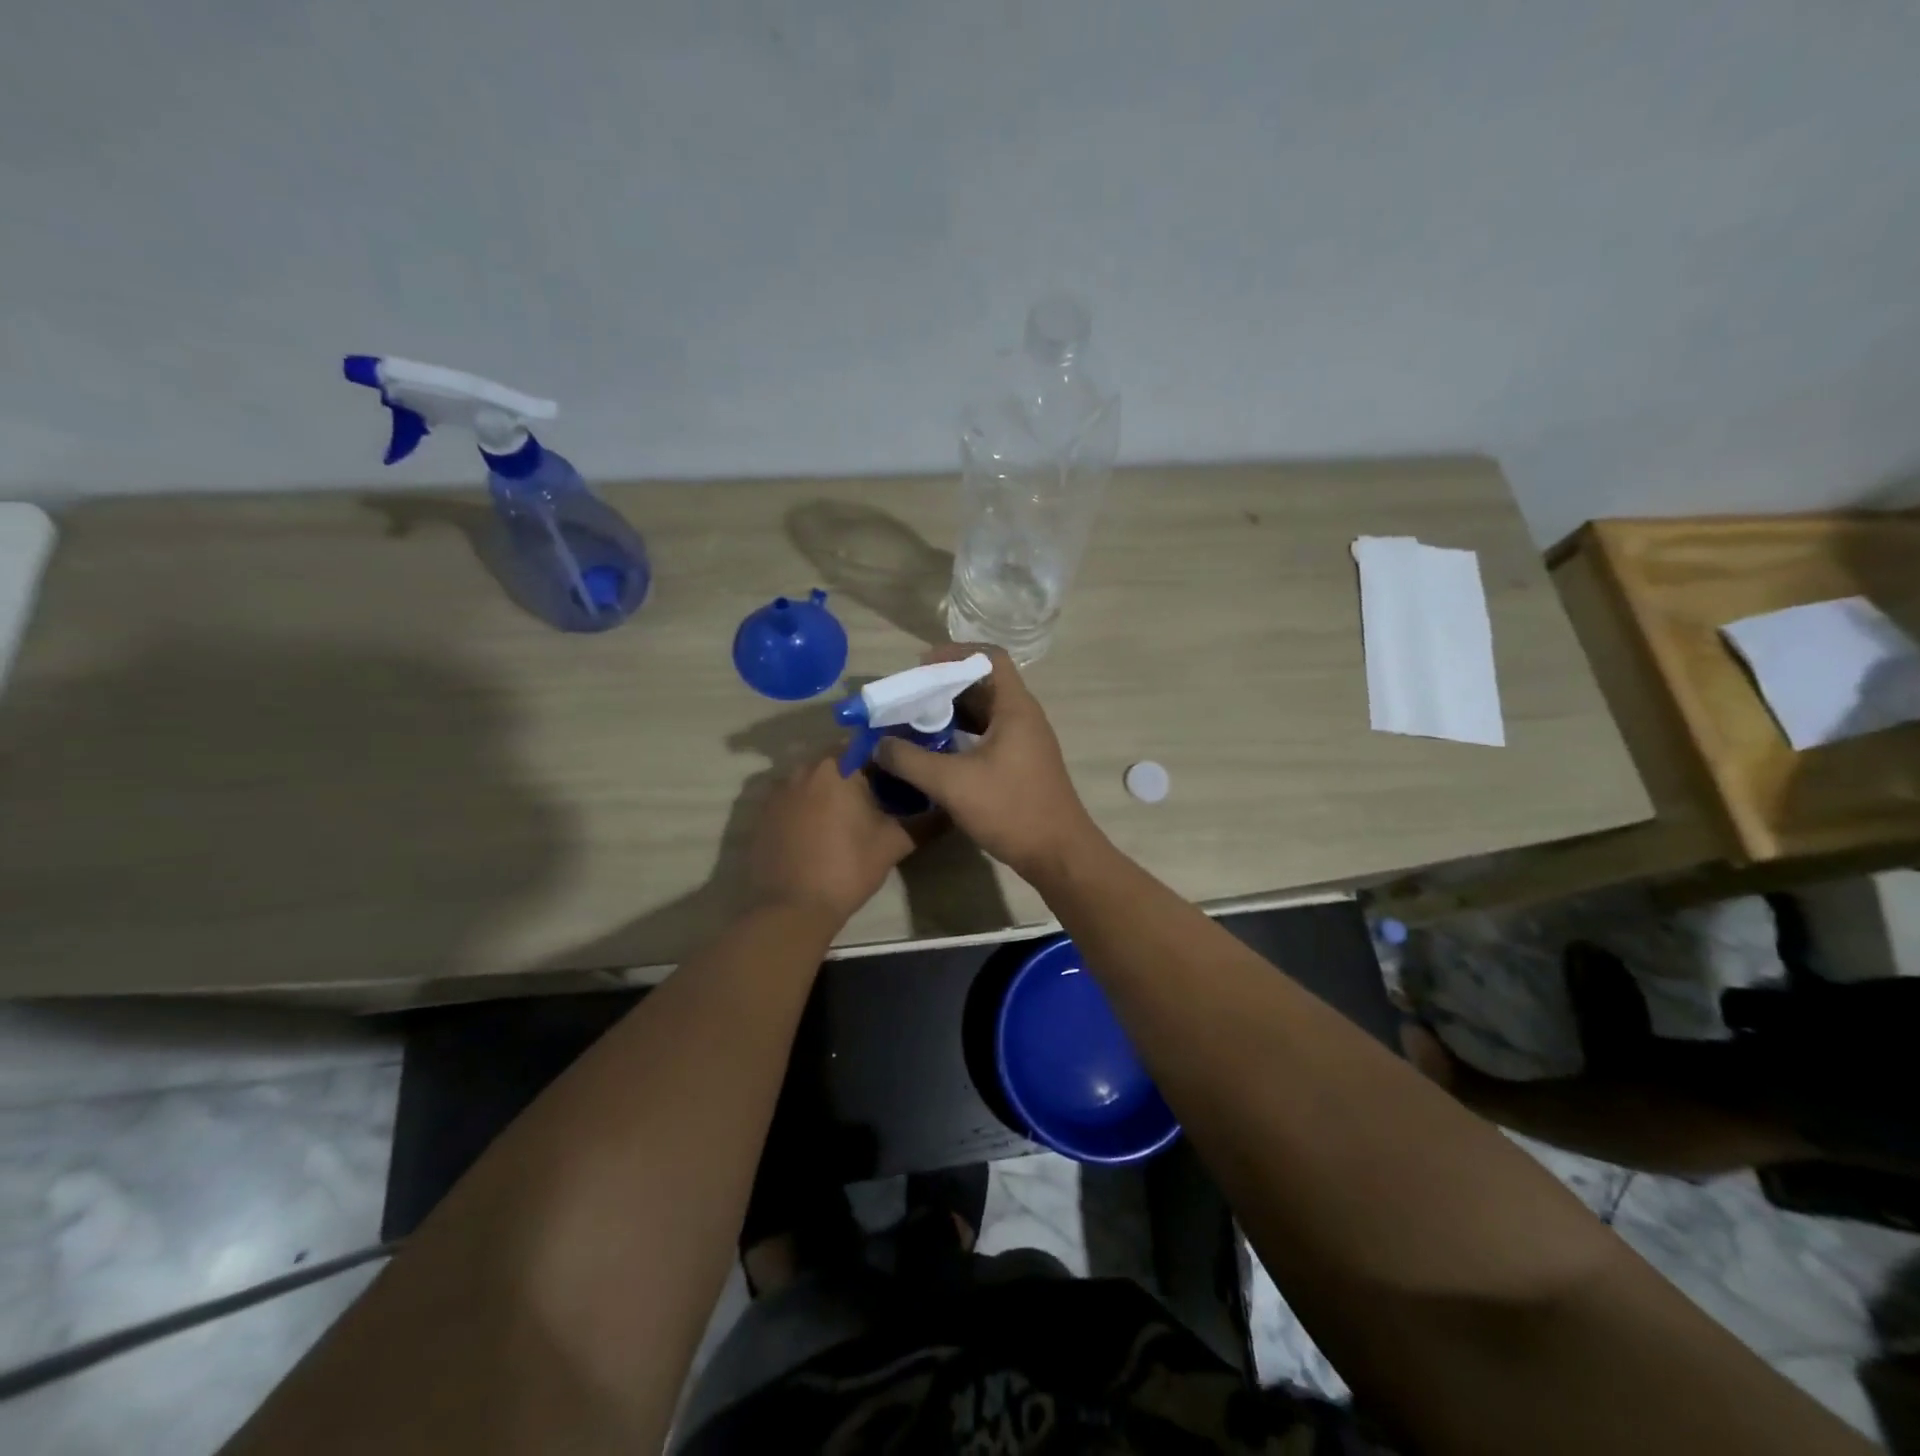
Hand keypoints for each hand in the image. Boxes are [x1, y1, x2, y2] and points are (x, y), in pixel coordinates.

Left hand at [747, 753, 916, 923]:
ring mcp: (777, 790)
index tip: (901, 772)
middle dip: (859, 772)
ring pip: (813, 778)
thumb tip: (950, 811)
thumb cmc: (847, 868)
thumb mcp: (893, 844)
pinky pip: (793, 798)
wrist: (790, 909)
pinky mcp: (763, 813)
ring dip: (832, 789)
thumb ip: (925, 822)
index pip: (867, 743)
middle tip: (881, 795)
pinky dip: (809, 806)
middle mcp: (802, 768)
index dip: (887, 755)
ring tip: (852, 814)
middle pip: (838, 759)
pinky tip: (821, 831)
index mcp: (836, 766)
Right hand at [873, 646, 1101, 880]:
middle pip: (983, 684)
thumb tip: (878, 745)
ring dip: (951, 712)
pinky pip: (987, 735)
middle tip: (909, 696)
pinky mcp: (1020, 764)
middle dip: (944, 685)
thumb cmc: (1010, 809)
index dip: (955, 654)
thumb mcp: (952, 783)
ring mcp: (1024, 742)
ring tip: (915, 721)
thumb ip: (910, 761)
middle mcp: (1023, 717)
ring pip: (984, 712)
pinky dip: (961, 735)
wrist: (1058, 854)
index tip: (921, 667)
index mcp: (1015, 708)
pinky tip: (935, 750)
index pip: (989, 657)